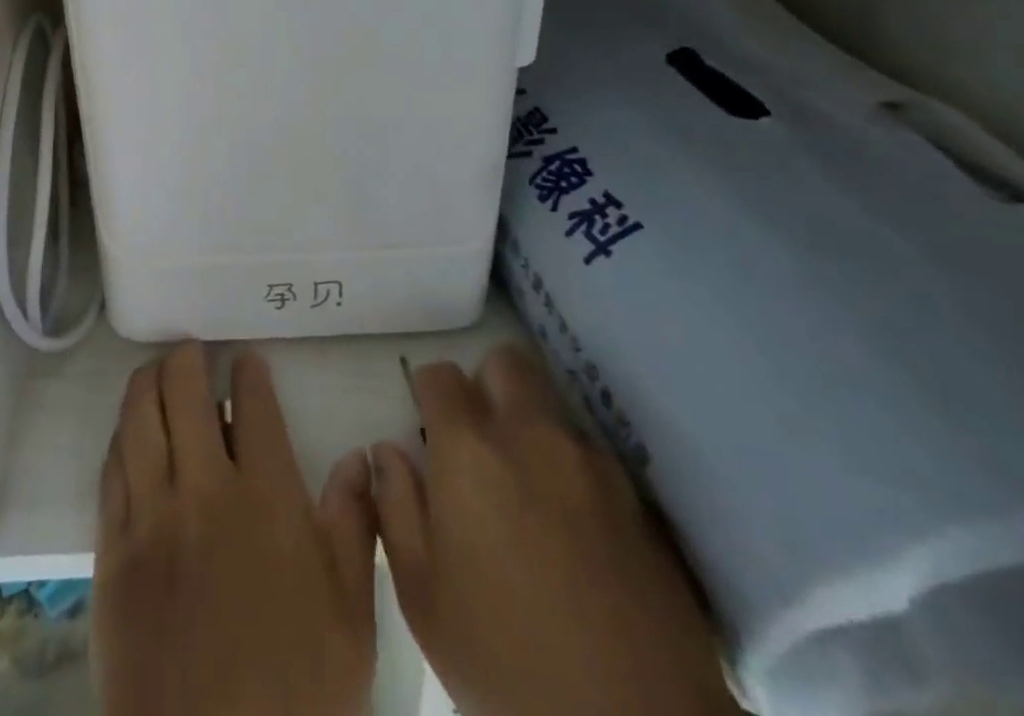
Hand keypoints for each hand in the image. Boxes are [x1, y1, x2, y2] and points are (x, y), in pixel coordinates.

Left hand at [94, 342, 377, 715]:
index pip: (253, 408)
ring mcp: (152, 516)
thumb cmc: (297, 691)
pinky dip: (121, 436)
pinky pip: (111, 470)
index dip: (248, 374)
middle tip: (192, 349)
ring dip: (147, 382)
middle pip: (185, 393)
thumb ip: (356, 527)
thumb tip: (358, 458)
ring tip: (157, 370)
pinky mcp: (112, 549)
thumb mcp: (352, 617)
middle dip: (188, 359)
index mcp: (267, 498)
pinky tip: (128, 430)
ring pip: (140, 419)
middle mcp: (204, 491)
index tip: (245, 359)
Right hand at [373, 344, 736, 715]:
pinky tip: (571, 526)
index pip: (440, 374)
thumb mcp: (423, 596)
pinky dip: (570, 467)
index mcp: (471, 450)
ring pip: (550, 405)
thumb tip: (387, 452)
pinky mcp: (636, 498)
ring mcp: (590, 462)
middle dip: (485, 385)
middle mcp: (532, 435)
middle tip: (476, 440)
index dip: (427, 392)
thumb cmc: (506, 660)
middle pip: (505, 362)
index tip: (427, 426)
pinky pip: (589, 453)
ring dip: (530, 425)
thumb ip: (396, 508)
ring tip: (526, 487)